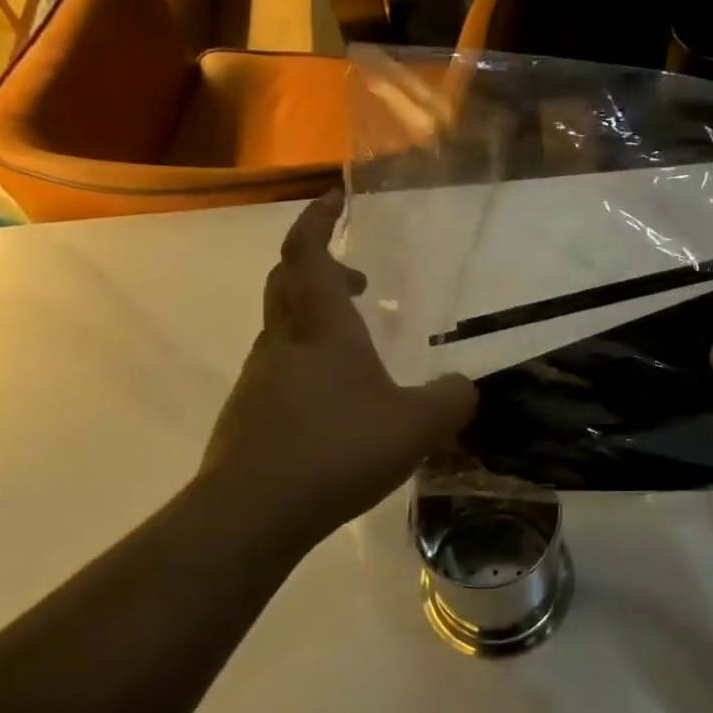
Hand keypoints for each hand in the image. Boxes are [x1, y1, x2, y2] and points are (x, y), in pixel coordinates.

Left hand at [198, 193, 474, 552]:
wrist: (252, 514)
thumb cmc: (337, 451)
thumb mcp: (417, 426)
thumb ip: (451, 400)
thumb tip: (464, 387)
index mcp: (322, 328)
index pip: (307, 254)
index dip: (317, 221)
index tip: (334, 198)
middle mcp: (283, 343)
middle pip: (286, 284)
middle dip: (319, 269)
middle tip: (357, 281)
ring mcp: (259, 380)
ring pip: (281, 330)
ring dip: (314, 322)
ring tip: (357, 351)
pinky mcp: (248, 417)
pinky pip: (279, 372)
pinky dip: (306, 366)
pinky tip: (334, 406)